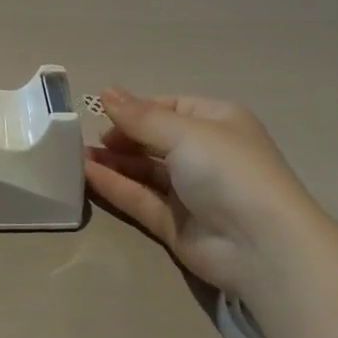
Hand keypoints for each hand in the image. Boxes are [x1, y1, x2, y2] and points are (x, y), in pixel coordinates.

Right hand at [85, 89, 319, 297]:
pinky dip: (115, 186)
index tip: (102, 111)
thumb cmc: (228, 170)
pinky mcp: (176, 225)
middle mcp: (205, 155)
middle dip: (121, 136)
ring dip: (113, 161)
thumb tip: (105, 91)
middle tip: (83, 136)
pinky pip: (141, 199)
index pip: (169, 108)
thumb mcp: (183, 132)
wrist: (262, 246)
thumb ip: (140, 116)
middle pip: (154, 139)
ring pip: (145, 171)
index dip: (136, 109)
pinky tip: (86, 174)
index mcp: (217, 123)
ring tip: (75, 154)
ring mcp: (191, 192)